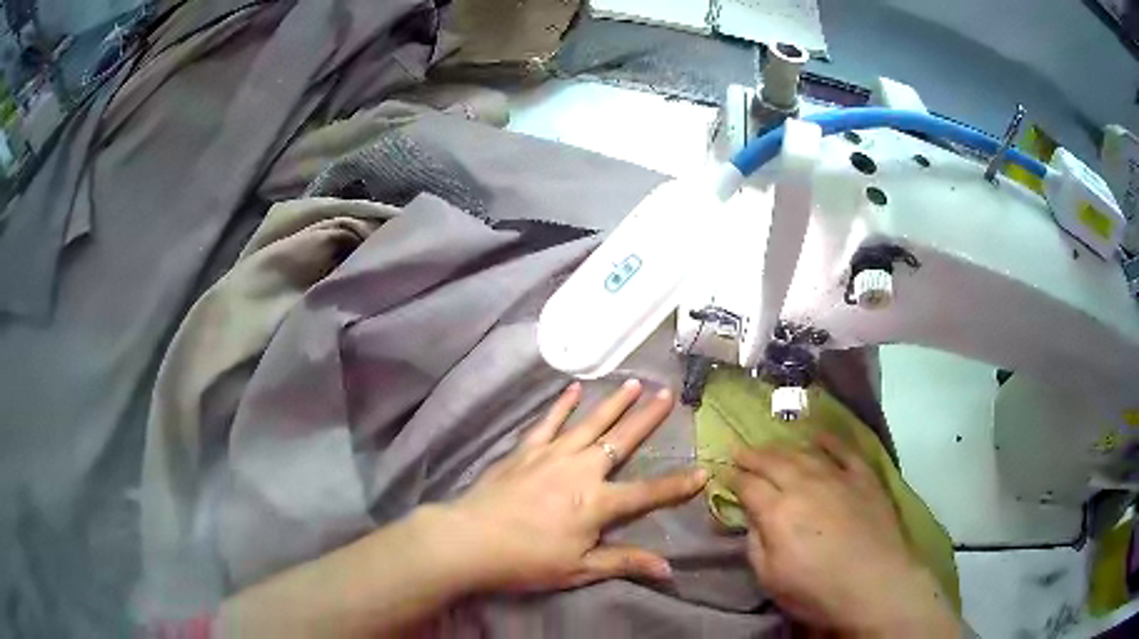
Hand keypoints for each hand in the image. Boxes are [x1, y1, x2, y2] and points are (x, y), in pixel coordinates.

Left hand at [430, 380, 708, 592]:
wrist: (470, 540)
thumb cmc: (527, 560)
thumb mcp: (579, 569)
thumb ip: (624, 562)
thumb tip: (668, 569)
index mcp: (597, 503)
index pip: (648, 493)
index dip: (677, 485)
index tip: (704, 471)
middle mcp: (581, 470)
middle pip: (622, 441)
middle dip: (648, 418)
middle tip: (668, 393)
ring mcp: (551, 455)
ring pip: (590, 423)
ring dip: (614, 403)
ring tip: (634, 382)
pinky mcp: (526, 450)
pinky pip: (548, 422)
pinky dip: (562, 405)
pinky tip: (574, 389)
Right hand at [727, 434, 960, 636]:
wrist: (875, 583)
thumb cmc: (817, 590)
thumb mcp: (770, 578)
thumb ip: (755, 544)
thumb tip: (752, 519)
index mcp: (777, 511)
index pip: (749, 486)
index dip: (735, 479)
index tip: (725, 474)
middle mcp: (804, 485)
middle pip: (773, 463)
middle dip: (753, 456)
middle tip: (740, 450)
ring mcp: (837, 477)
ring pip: (804, 453)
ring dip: (783, 448)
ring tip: (770, 446)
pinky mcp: (863, 477)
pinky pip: (844, 451)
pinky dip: (830, 441)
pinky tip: (818, 436)